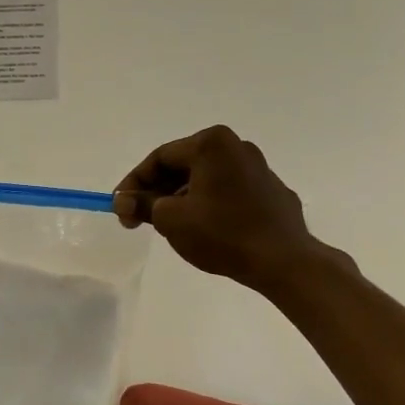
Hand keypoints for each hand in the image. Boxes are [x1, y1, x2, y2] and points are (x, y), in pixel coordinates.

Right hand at [113, 127, 347, 292]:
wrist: (283, 261)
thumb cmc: (222, 233)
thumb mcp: (171, 220)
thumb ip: (143, 205)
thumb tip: (124, 202)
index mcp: (211, 144)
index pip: (160, 157)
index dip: (134, 183)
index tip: (120, 208)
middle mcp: (237, 146)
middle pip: (183, 165)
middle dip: (157, 191)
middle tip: (139, 219)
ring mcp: (258, 168)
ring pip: (205, 178)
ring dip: (181, 198)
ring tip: (168, 226)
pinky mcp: (271, 191)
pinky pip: (228, 191)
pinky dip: (208, 204)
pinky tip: (203, 228)